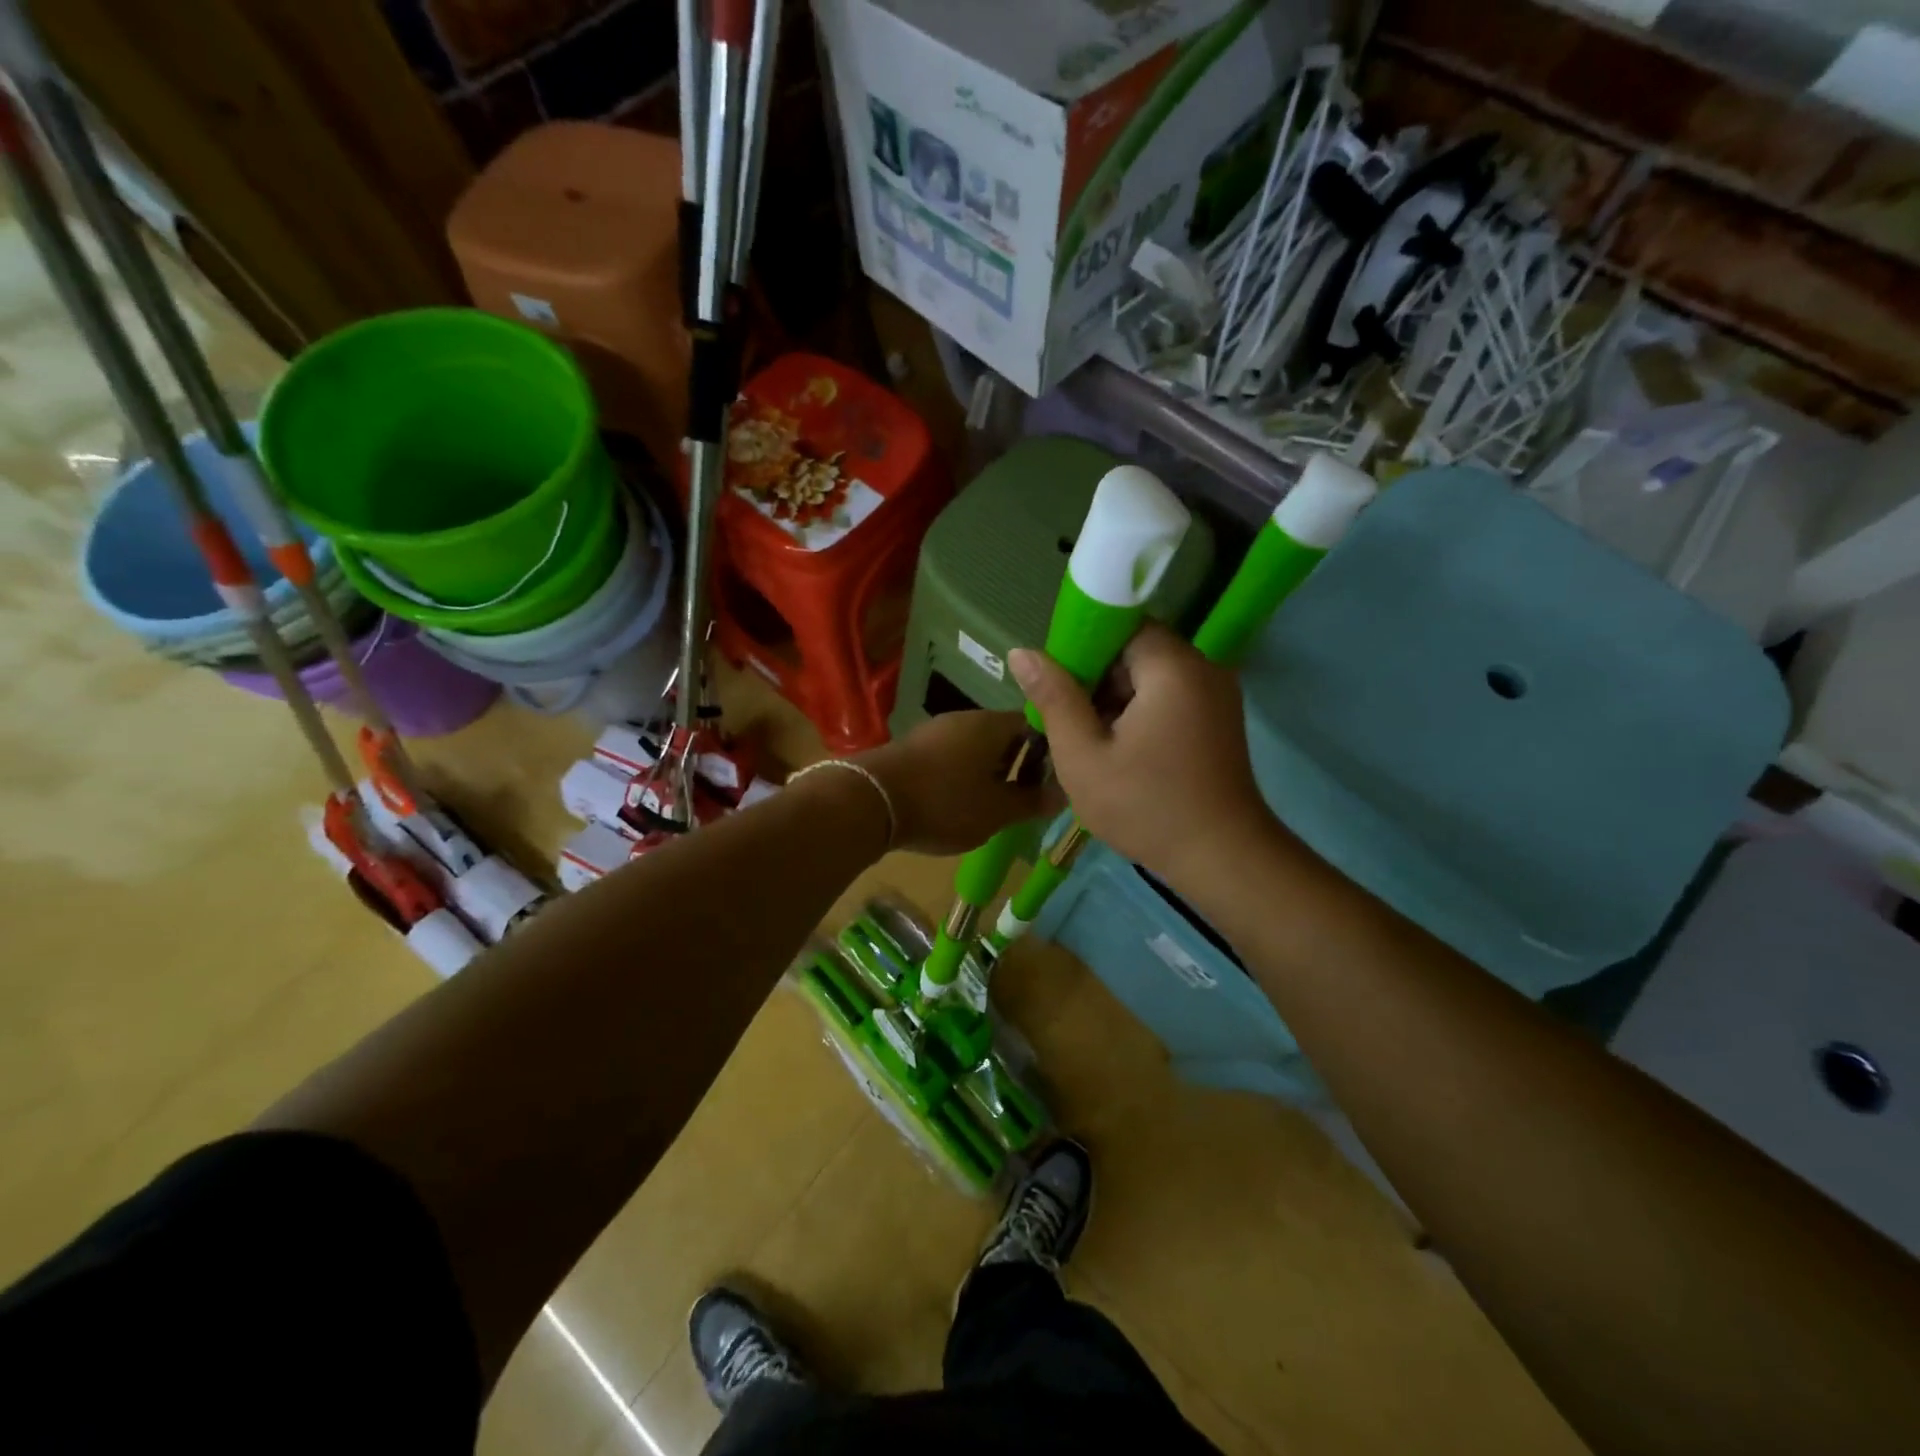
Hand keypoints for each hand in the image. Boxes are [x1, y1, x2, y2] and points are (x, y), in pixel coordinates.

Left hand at [856, 710, 1057, 855]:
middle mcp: (965, 719)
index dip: (1051, 750)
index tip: (1056, 779)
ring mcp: (935, 731)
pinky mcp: (913, 748)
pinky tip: (959, 803)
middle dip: (1018, 765)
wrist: (869, 800)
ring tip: (994, 806)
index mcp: (992, 725)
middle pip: (1003, 736)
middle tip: (1026, 799)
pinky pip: (950, 757)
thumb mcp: (996, 812)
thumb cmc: (943, 802)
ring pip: (975, 748)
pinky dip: (962, 776)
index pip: (1034, 725)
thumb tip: (1063, 793)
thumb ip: (1030, 802)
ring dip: (988, 772)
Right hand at [1010, 623, 1280, 889]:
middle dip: (1096, 677)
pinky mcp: (1219, 720)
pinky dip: (1141, 712)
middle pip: (1137, 650)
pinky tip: (1119, 748)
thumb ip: (1054, 698)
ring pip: (1152, 676)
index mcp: (1172, 667)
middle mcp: (1203, 669)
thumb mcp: (1084, 756)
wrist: (1223, 859)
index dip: (1082, 645)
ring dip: (1117, 698)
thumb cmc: (1146, 807)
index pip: (1121, 624)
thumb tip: (1021, 652)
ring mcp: (1217, 695)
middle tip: (1064, 716)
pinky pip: (1170, 697)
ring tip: (1087, 737)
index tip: (1055, 681)